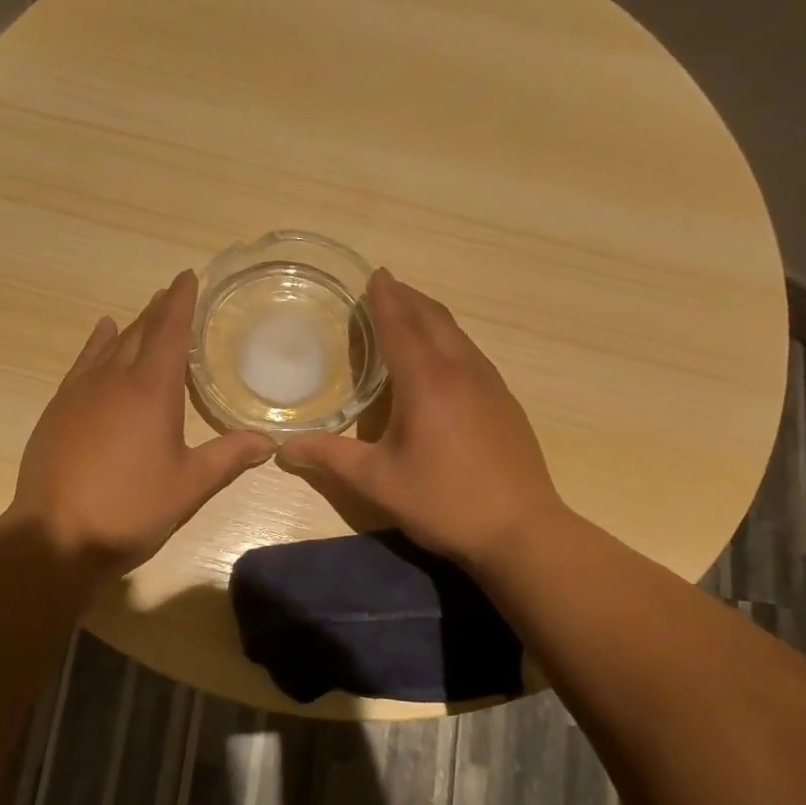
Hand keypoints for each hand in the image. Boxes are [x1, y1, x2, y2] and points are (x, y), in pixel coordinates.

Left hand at [5, 270, 274, 579]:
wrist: (56, 535)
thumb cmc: (130, 508)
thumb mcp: (188, 486)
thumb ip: (228, 458)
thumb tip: (270, 441)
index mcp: (152, 390)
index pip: (170, 331)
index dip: (181, 302)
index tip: (187, 276)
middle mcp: (114, 379)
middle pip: (140, 333)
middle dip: (158, 311)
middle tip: (172, 293)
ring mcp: (80, 392)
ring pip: (109, 346)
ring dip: (130, 327)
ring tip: (143, 313)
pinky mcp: (58, 409)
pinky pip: (82, 364)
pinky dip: (96, 345)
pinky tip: (101, 337)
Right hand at [277, 268, 567, 571]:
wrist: (521, 529)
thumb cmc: (443, 501)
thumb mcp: (378, 482)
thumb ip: (330, 458)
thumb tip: (284, 448)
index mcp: (426, 382)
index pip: (401, 326)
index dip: (384, 299)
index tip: (373, 274)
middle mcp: (461, 371)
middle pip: (433, 319)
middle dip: (407, 298)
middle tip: (385, 285)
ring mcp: (490, 384)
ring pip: (456, 334)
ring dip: (430, 316)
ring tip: (409, 311)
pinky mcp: (504, 401)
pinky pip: (471, 353)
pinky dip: (448, 339)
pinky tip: (440, 358)